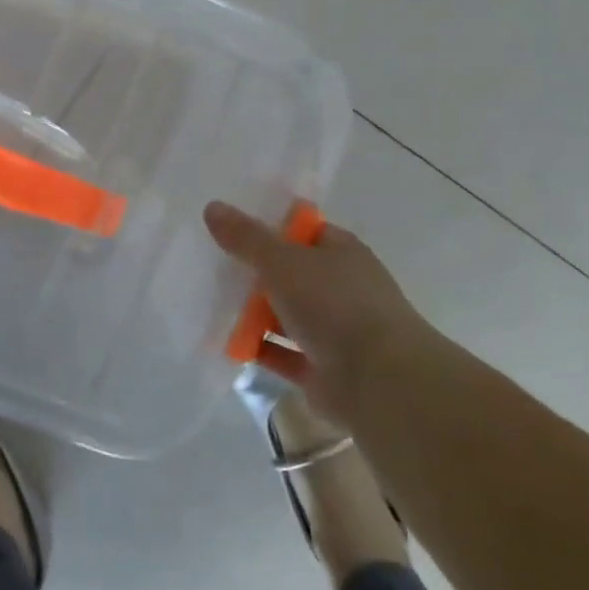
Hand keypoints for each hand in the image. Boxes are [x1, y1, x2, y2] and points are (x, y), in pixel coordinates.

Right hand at [203, 200, 439, 425]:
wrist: (380, 382)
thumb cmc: (335, 305)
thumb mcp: (282, 261)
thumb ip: (246, 237)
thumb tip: (212, 207)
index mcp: (342, 254)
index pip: (304, 231)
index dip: (270, 226)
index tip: (231, 227)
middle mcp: (341, 289)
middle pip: (290, 273)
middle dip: (254, 271)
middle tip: (211, 264)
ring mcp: (334, 331)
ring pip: (284, 314)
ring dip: (252, 312)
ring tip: (208, 302)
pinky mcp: (322, 369)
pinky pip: (280, 353)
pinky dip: (256, 348)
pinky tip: (224, 342)